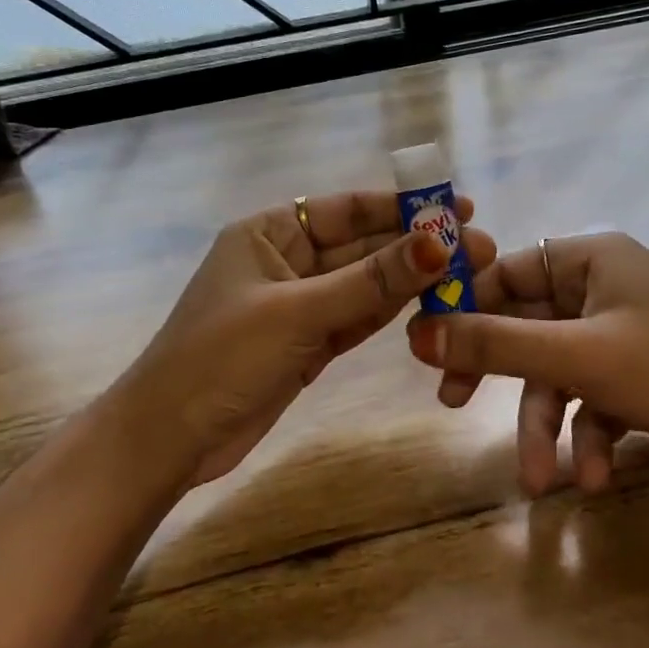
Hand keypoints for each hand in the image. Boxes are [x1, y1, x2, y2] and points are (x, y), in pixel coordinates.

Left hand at [112, 191, 496, 492]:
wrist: (169, 440)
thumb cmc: (220, 358)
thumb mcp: (298, 313)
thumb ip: (370, 280)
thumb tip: (438, 243)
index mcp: (269, 233)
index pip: (346, 209)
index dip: (403, 207)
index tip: (458, 208)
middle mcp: (286, 261)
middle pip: (362, 246)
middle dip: (416, 247)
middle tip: (479, 248)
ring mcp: (298, 305)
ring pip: (364, 285)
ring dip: (410, 280)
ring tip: (467, 273)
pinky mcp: (307, 344)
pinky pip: (356, 318)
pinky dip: (388, 312)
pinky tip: (429, 301)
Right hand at [406, 233, 648, 497]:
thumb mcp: (580, 358)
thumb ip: (496, 344)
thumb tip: (416, 332)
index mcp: (589, 259)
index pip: (504, 269)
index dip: (462, 302)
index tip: (424, 340)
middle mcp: (599, 289)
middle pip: (522, 324)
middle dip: (495, 373)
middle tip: (448, 400)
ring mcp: (616, 336)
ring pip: (552, 375)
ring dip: (545, 427)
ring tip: (540, 481)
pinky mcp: (632, 379)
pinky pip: (587, 403)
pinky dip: (585, 441)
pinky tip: (593, 479)